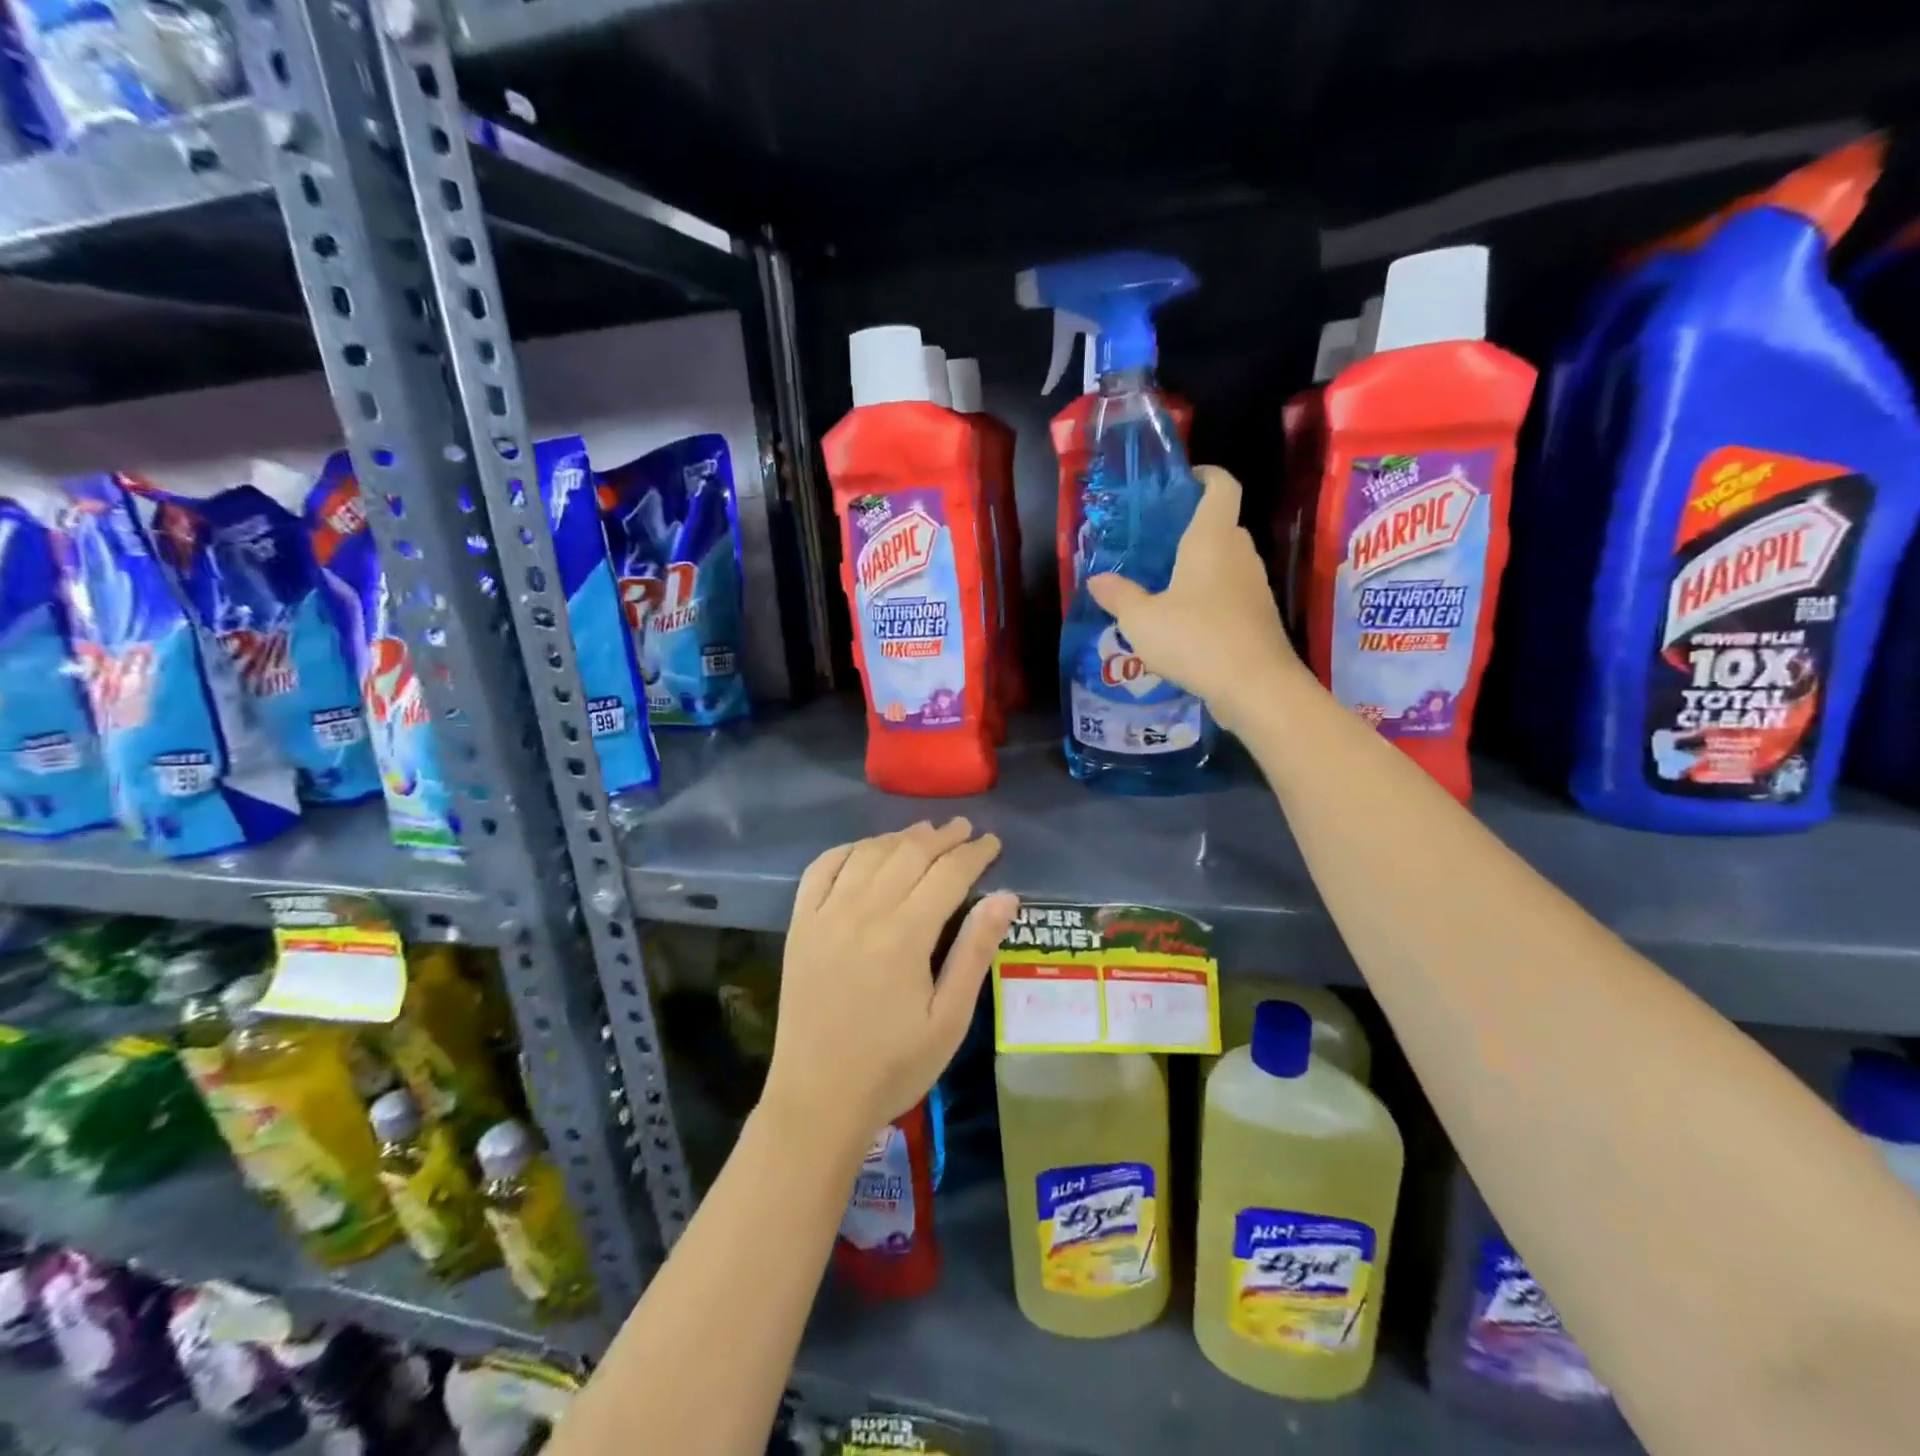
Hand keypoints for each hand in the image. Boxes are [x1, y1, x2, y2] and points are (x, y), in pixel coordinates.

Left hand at [765, 819, 1019, 1148]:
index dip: (974, 853)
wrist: (817, 1099)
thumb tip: (1006, 896)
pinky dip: (847, 850)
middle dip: (942, 837)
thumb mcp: (949, 1019)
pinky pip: (821, 869)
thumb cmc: (893, 1066)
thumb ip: (975, 952)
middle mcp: (863, 911)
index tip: (992, 842)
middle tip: (965, 828)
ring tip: (924, 832)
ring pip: (868, 854)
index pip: (948, 874)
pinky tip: (864, 849)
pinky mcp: (799, 925)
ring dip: (900, 837)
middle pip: (908, 854)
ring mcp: (825, 914)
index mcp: (905, 935)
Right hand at [1087, 465, 1304, 732]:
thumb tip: (1097, 580)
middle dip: (1190, 528)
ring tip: (1162, 584)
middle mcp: (1239, 553)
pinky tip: (1183, 621)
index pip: (1221, 486)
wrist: (1255, 686)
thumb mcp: (1141, 620)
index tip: (1180, 481)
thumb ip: (1118, 596)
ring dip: (1198, 566)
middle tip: (1154, 543)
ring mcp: (1254, 585)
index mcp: (1212, 538)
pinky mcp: (1258, 615)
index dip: (1204, 476)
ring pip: (1225, 561)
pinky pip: (1230, 592)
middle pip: (1220, 525)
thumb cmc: (1195, 639)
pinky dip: (1209, 596)